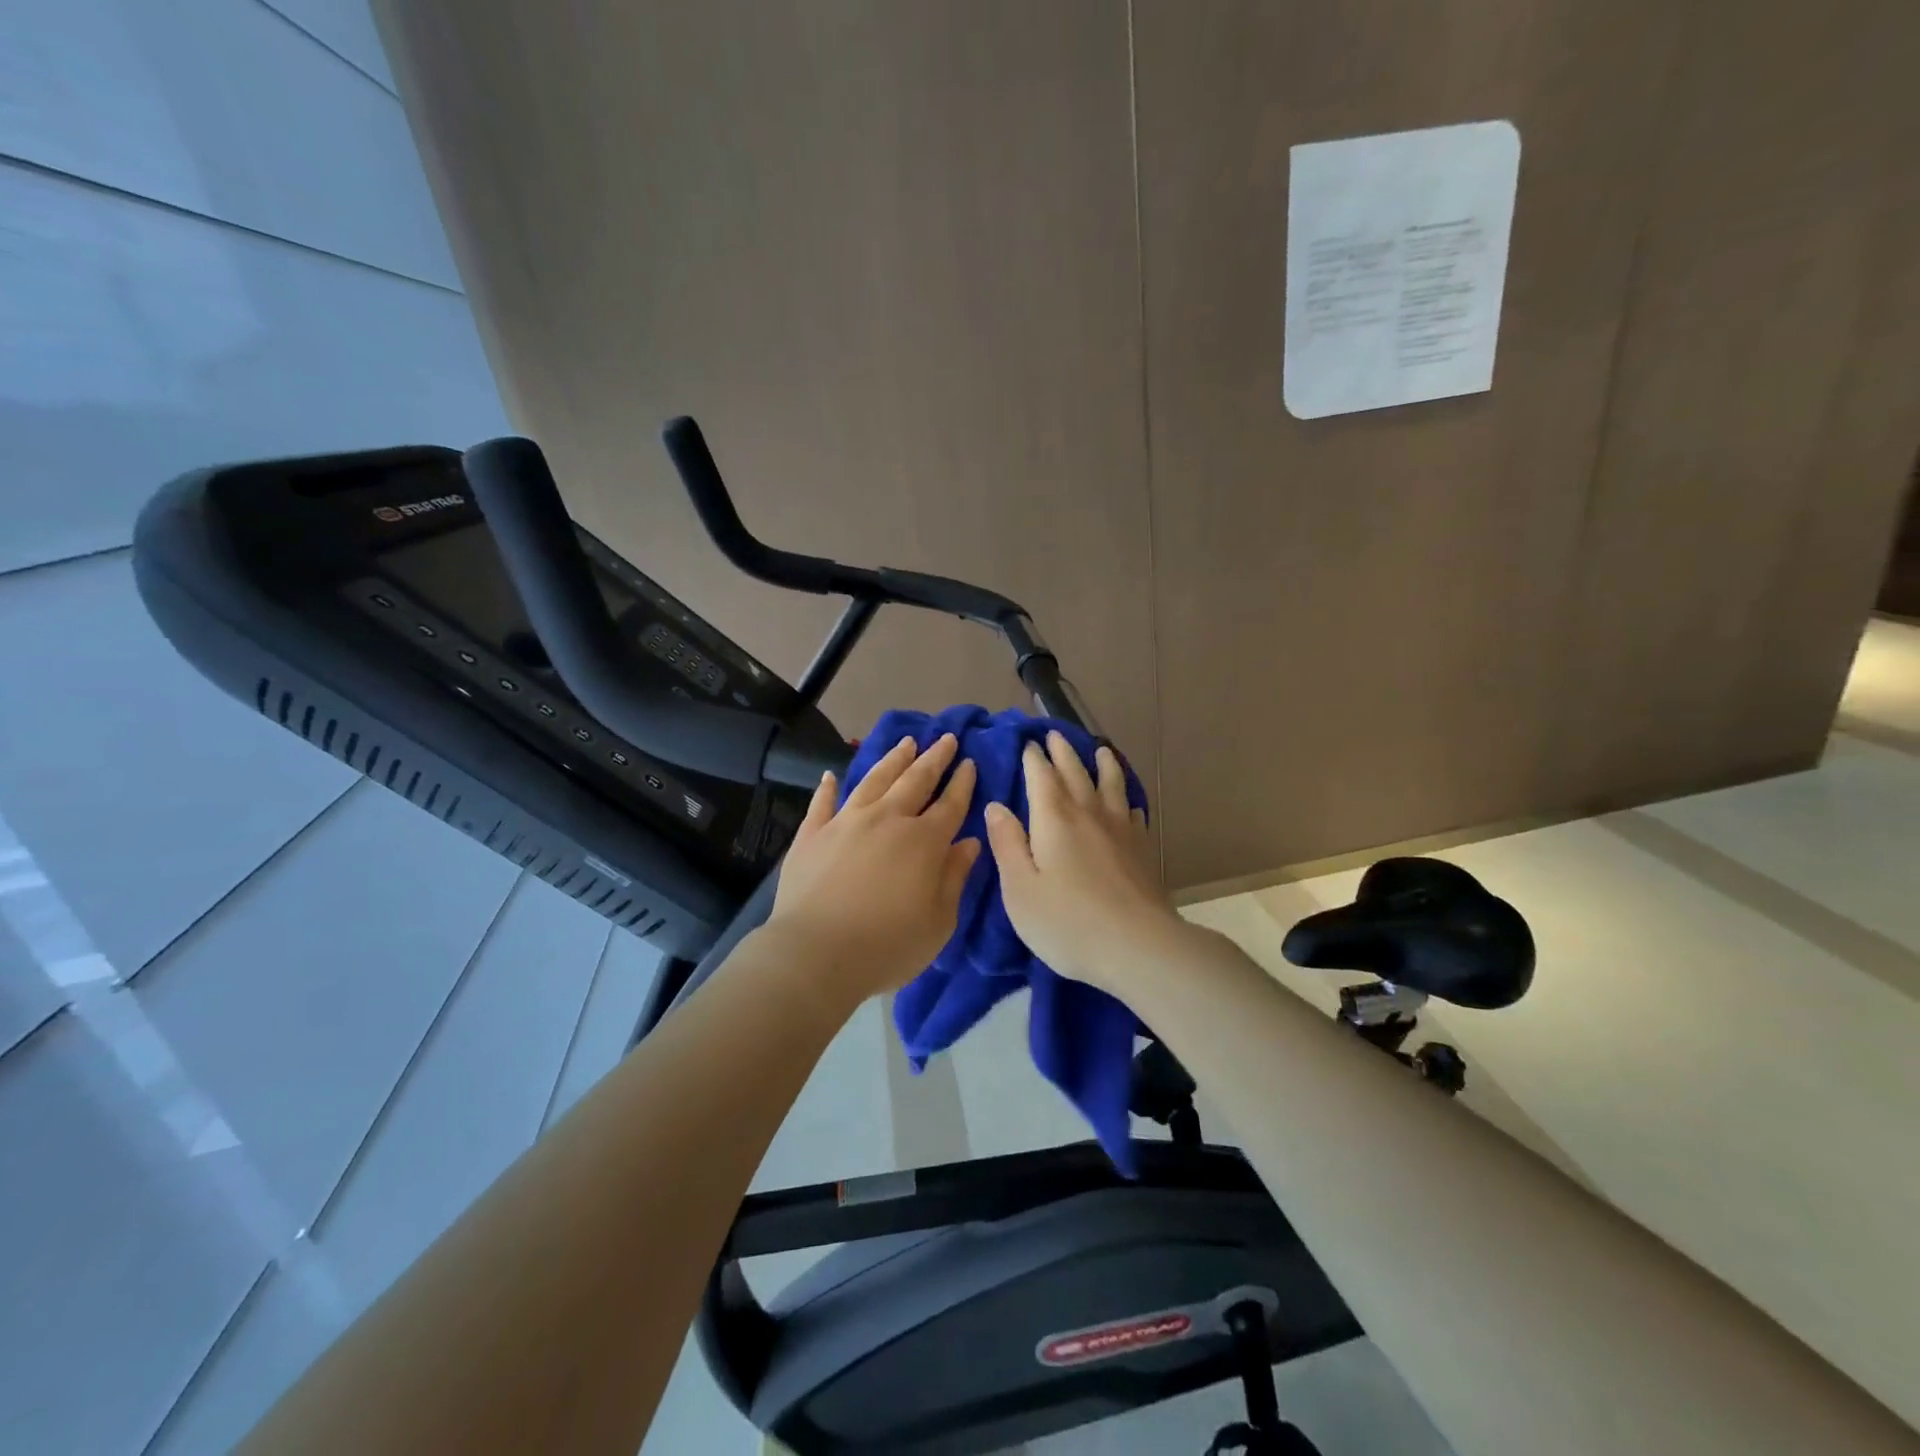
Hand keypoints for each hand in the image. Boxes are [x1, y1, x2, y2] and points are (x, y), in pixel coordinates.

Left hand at [765, 733, 979, 1002]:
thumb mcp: (939, 921)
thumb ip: (955, 877)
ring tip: (905, 742)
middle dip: (934, 758)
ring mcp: (846, 822)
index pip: (950, 804)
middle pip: (915, 781)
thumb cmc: (888, 945)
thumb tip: (969, 842)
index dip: (963, 783)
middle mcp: (887, 819)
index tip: (970, 763)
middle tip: (946, 738)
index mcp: (923, 841)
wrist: (816, 954)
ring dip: (892, 760)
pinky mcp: (812, 835)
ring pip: (874, 780)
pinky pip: (822, 803)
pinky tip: (830, 775)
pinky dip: (827, 787)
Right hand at [984, 732, 1185, 993]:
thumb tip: (995, 807)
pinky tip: (1128, 804)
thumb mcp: (1020, 889)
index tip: (1027, 742)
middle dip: (1062, 752)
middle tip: (1054, 735)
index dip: (1032, 758)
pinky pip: (1133, 812)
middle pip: (1075, 773)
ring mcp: (1121, 829)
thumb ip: (1007, 844)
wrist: (1138, 946)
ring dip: (1103, 764)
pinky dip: (1127, 800)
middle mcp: (1088, 813)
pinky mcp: (1143, 849)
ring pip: (1110, 785)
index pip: (1040, 777)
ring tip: (1100, 750)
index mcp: (1054, 819)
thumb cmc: (1067, 921)